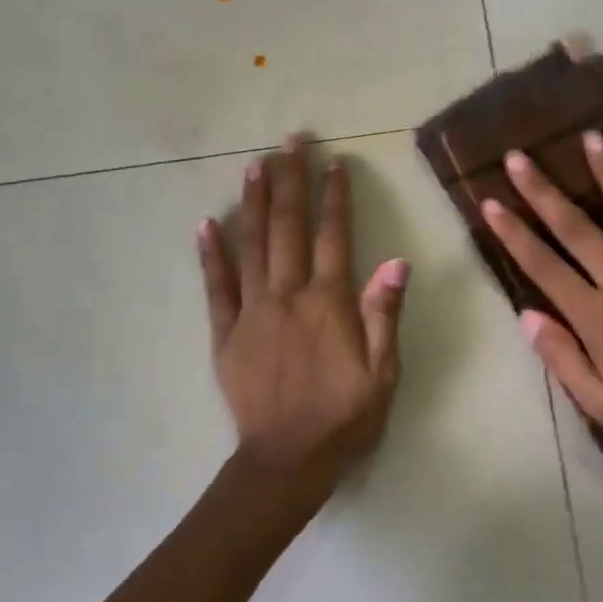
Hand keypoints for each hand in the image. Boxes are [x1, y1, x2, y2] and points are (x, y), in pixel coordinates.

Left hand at [199, 137, 409, 483]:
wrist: (287, 460)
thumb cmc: (344, 419)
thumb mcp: (383, 375)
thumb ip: (385, 316)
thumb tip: (396, 261)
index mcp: (328, 304)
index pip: (333, 237)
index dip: (334, 197)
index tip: (334, 163)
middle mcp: (287, 297)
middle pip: (287, 228)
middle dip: (290, 180)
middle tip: (290, 140)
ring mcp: (251, 313)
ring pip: (251, 246)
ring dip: (253, 202)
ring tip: (255, 165)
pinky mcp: (225, 334)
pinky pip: (216, 287)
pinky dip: (210, 254)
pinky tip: (206, 223)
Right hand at [481, 132, 602, 469]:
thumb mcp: (598, 403)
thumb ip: (561, 356)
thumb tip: (527, 314)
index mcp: (596, 316)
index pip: (544, 266)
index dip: (514, 233)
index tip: (490, 202)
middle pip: (578, 230)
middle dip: (544, 192)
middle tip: (521, 156)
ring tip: (592, 138)